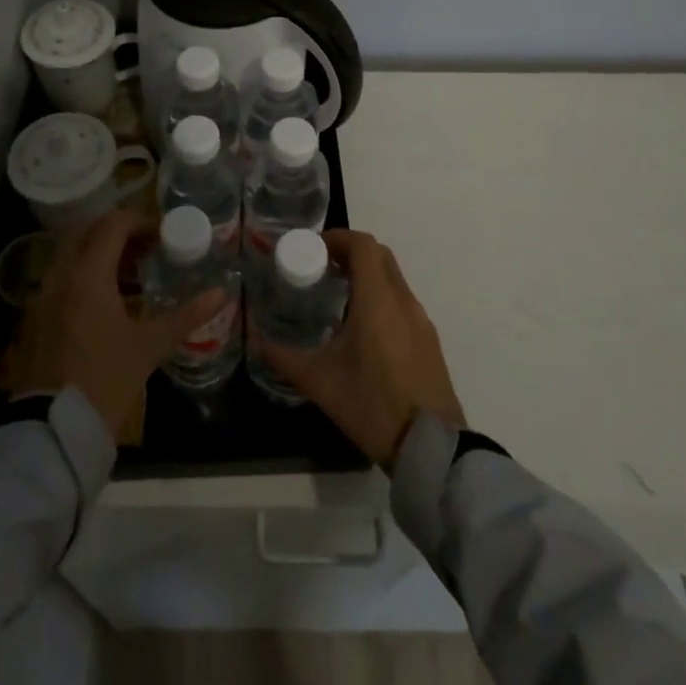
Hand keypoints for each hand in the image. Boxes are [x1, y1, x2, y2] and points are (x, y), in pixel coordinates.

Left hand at [10, 211, 225, 437]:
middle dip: (118, 232)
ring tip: (132, 273)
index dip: (140, 222)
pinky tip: (108, 300)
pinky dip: (85, 272)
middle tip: (147, 248)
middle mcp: (61, 275)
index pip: (112, 225)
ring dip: (100, 252)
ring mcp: (44, 295)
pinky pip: (62, 276)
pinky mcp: (37, 315)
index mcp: (89, 275)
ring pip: (72, 253)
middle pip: (88, 231)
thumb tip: (222, 293)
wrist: (55, 427)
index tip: (162, 235)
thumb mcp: (151, 346)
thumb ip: (187, 315)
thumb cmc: (106, 380)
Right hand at [255, 230, 465, 466]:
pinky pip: (403, 301)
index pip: (363, 245)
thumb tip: (255, 340)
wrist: (430, 447)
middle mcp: (403, 301)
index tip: (314, 248)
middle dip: (351, 252)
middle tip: (322, 267)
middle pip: (380, 255)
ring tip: (338, 295)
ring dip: (368, 274)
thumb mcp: (319, 382)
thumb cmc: (372, 405)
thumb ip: (283, 357)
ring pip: (394, 278)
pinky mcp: (429, 340)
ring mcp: (421, 320)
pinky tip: (362, 326)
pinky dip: (381, 296)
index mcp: (378, 300)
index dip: (338, 238)